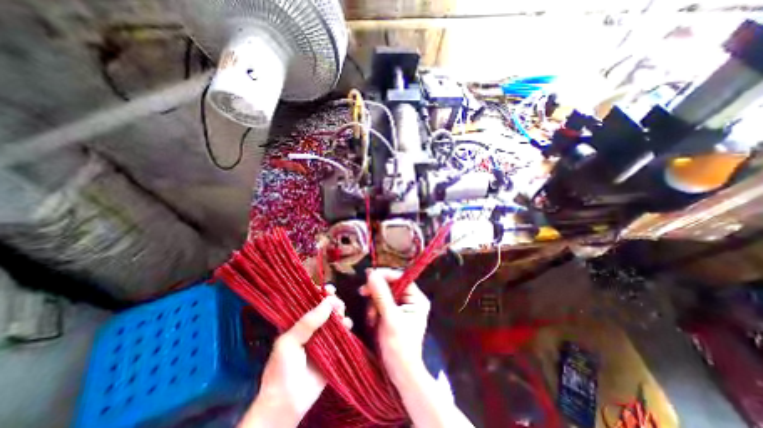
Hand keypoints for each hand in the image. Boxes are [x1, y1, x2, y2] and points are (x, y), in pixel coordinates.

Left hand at [239, 287, 352, 427]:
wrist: (287, 404)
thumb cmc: (282, 369)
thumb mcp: (289, 341)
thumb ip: (308, 321)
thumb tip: (329, 301)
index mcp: (297, 323)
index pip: (309, 302)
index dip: (319, 293)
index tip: (328, 289)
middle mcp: (311, 327)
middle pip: (325, 307)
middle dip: (333, 302)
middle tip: (337, 304)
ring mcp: (323, 337)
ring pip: (335, 318)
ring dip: (341, 313)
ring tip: (341, 315)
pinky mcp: (333, 348)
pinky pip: (342, 333)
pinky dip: (347, 326)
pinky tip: (347, 325)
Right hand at [360, 269, 427, 385]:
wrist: (400, 373)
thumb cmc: (399, 346)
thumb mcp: (389, 318)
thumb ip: (381, 294)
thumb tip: (371, 273)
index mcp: (417, 298)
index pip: (400, 278)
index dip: (385, 274)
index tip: (368, 275)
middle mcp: (411, 299)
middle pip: (391, 285)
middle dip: (376, 291)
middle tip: (362, 293)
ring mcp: (402, 306)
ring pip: (383, 293)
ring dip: (373, 303)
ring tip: (371, 317)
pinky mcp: (393, 313)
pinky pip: (381, 303)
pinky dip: (374, 309)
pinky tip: (372, 320)